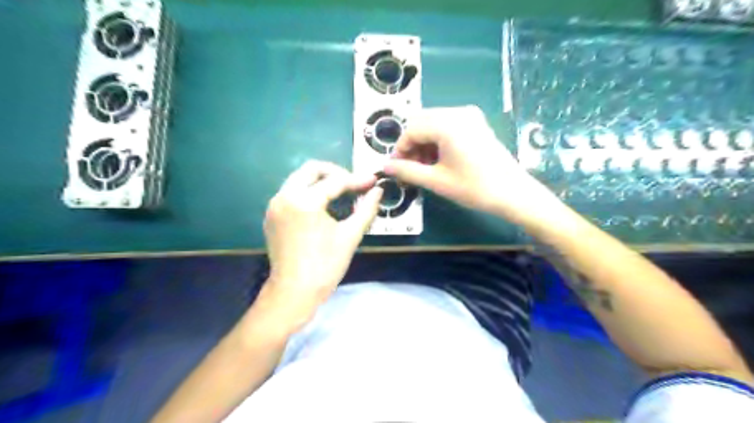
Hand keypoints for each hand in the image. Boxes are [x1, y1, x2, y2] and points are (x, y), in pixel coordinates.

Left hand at [263, 161, 383, 325]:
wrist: (294, 292)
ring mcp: (275, 205)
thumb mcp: (350, 236)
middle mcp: (284, 196)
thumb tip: (378, 190)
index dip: (357, 180)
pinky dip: (309, 192)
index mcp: (304, 201)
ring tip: (341, 193)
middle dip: (335, 172)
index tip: (373, 180)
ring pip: (299, 179)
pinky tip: (323, 205)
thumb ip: (366, 209)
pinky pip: (292, 192)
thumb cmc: (325, 266)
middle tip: (353, 184)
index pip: (335, 181)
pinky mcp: (272, 215)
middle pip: (311, 169)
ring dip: (321, 181)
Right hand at [386, 105, 562, 227]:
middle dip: (412, 145)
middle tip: (410, 168)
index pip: (411, 130)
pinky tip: (439, 159)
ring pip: (434, 123)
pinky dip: (438, 140)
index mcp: (447, 123)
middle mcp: (458, 112)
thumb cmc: (474, 188)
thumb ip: (407, 171)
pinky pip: (448, 125)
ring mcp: (470, 116)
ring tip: (425, 167)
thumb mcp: (436, 181)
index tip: (396, 168)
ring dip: (424, 142)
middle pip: (421, 122)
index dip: (400, 149)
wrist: (513, 193)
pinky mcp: (477, 123)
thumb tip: (385, 167)